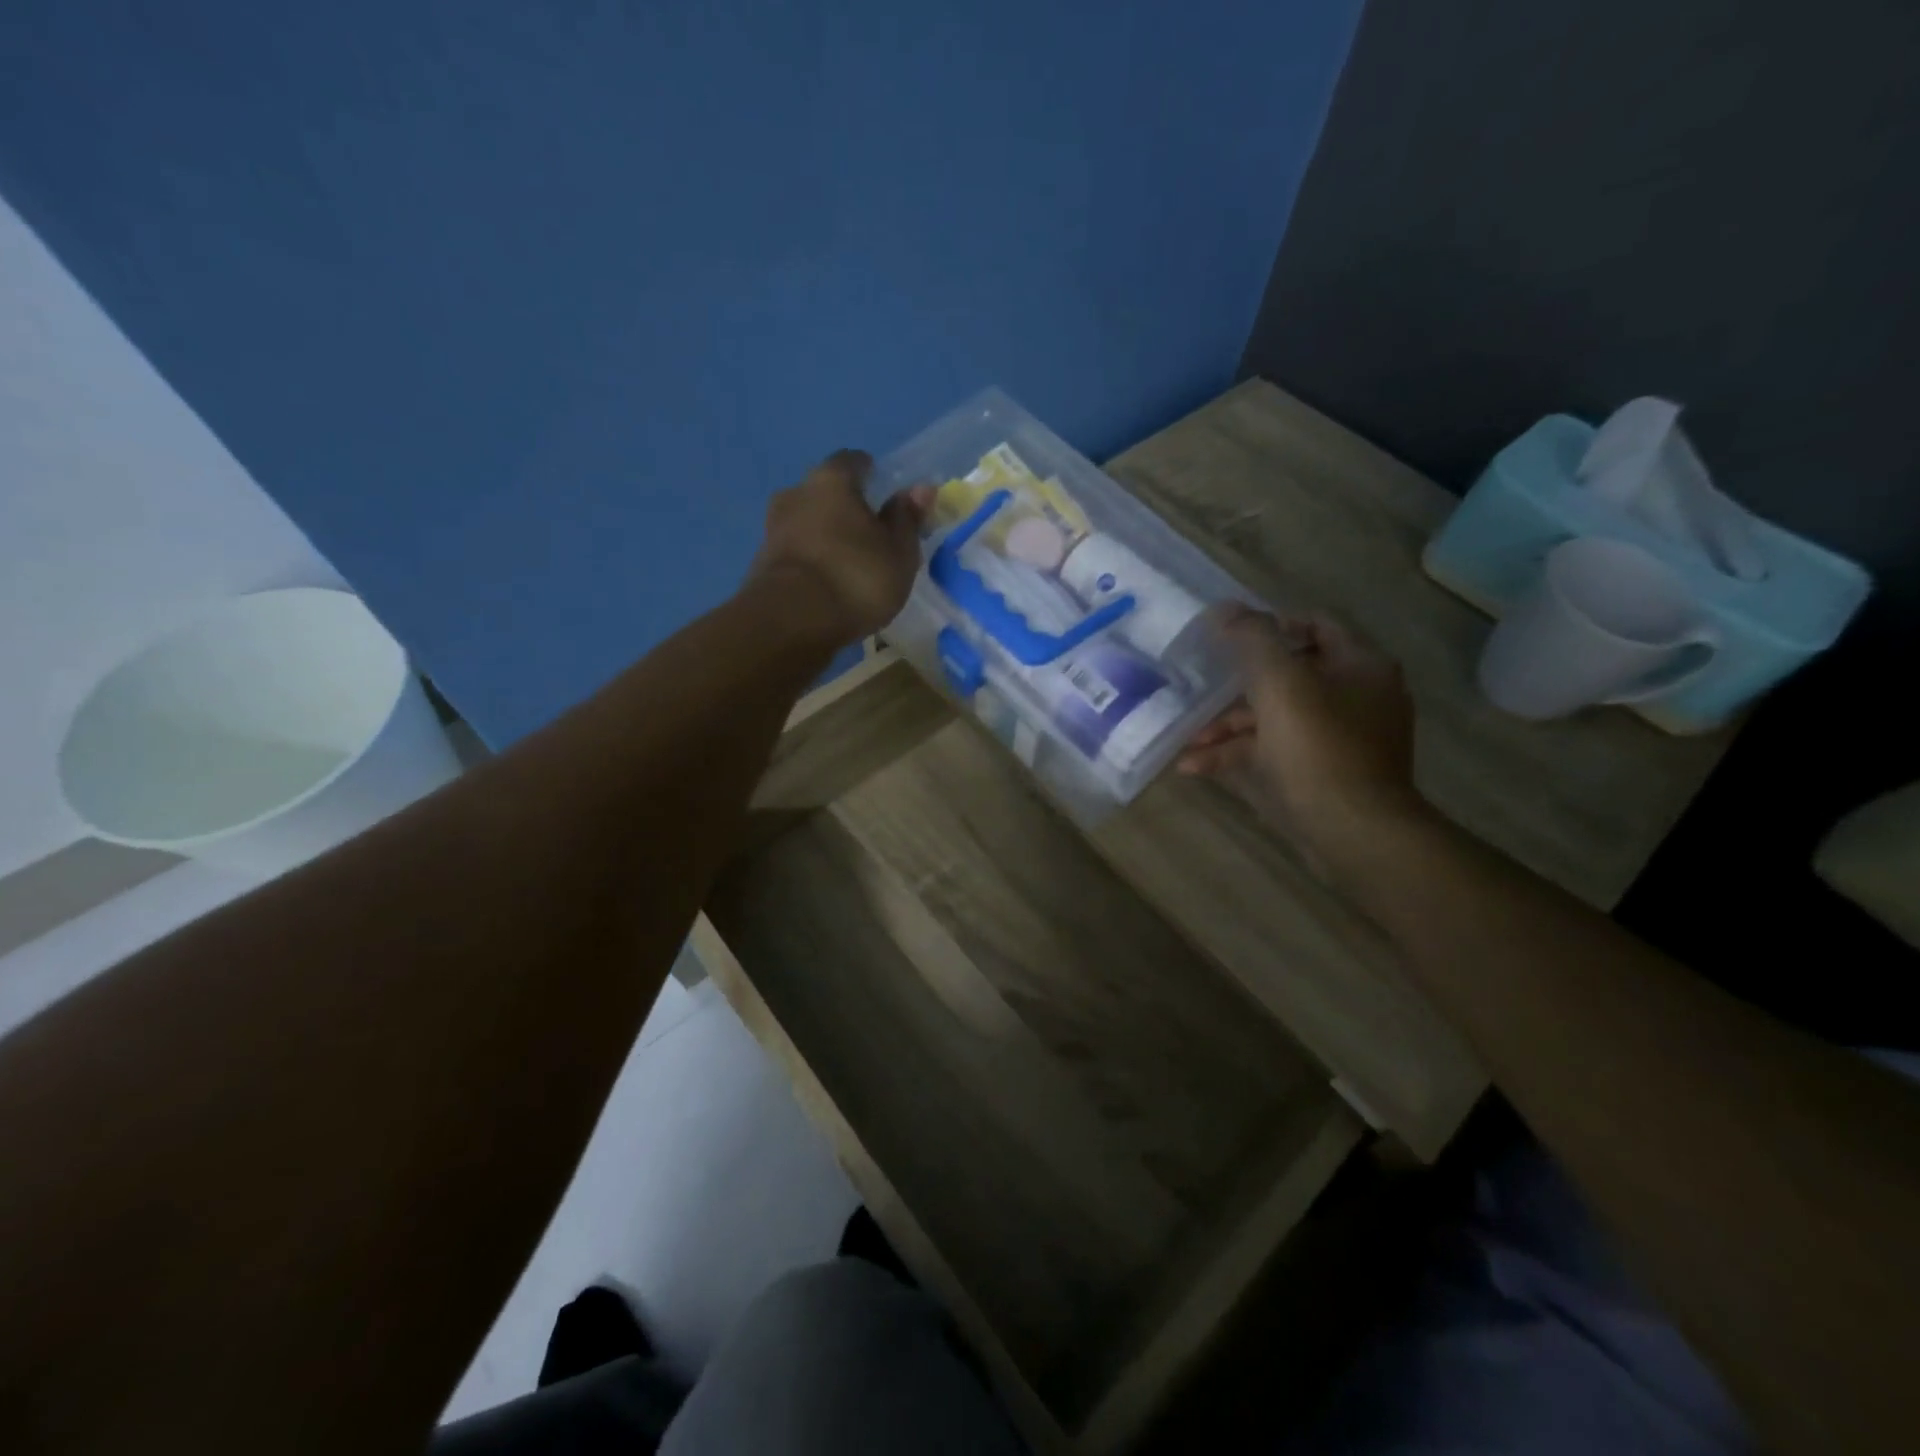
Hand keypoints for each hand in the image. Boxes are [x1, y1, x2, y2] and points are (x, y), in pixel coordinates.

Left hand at [748, 449, 932, 647]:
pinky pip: (796, 553)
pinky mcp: (762, 564)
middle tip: (870, 533)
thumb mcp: (899, 552)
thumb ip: (908, 519)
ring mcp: (773, 528)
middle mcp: (795, 494)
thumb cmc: (856, 577)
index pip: (853, 461)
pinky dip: (812, 561)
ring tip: (849, 563)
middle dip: (846, 507)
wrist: (791, 621)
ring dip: (826, 536)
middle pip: (825, 492)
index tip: (885, 494)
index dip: (871, 475)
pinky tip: (827, 583)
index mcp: (831, 480)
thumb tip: (921, 488)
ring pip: (807, 523)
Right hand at [1178, 607, 1428, 872]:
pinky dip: (1241, 757)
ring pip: (1276, 720)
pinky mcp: (1326, 775)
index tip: (1230, 639)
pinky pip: (1277, 753)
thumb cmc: (1318, 748)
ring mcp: (1343, 740)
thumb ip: (1251, 639)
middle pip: (1289, 677)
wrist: (1354, 832)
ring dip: (1229, 730)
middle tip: (1201, 694)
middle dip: (1236, 690)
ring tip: (1189, 745)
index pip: (1316, 625)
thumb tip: (1224, 609)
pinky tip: (1197, 767)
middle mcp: (1358, 697)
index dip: (1271, 625)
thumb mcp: (1279, 684)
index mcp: (1360, 666)